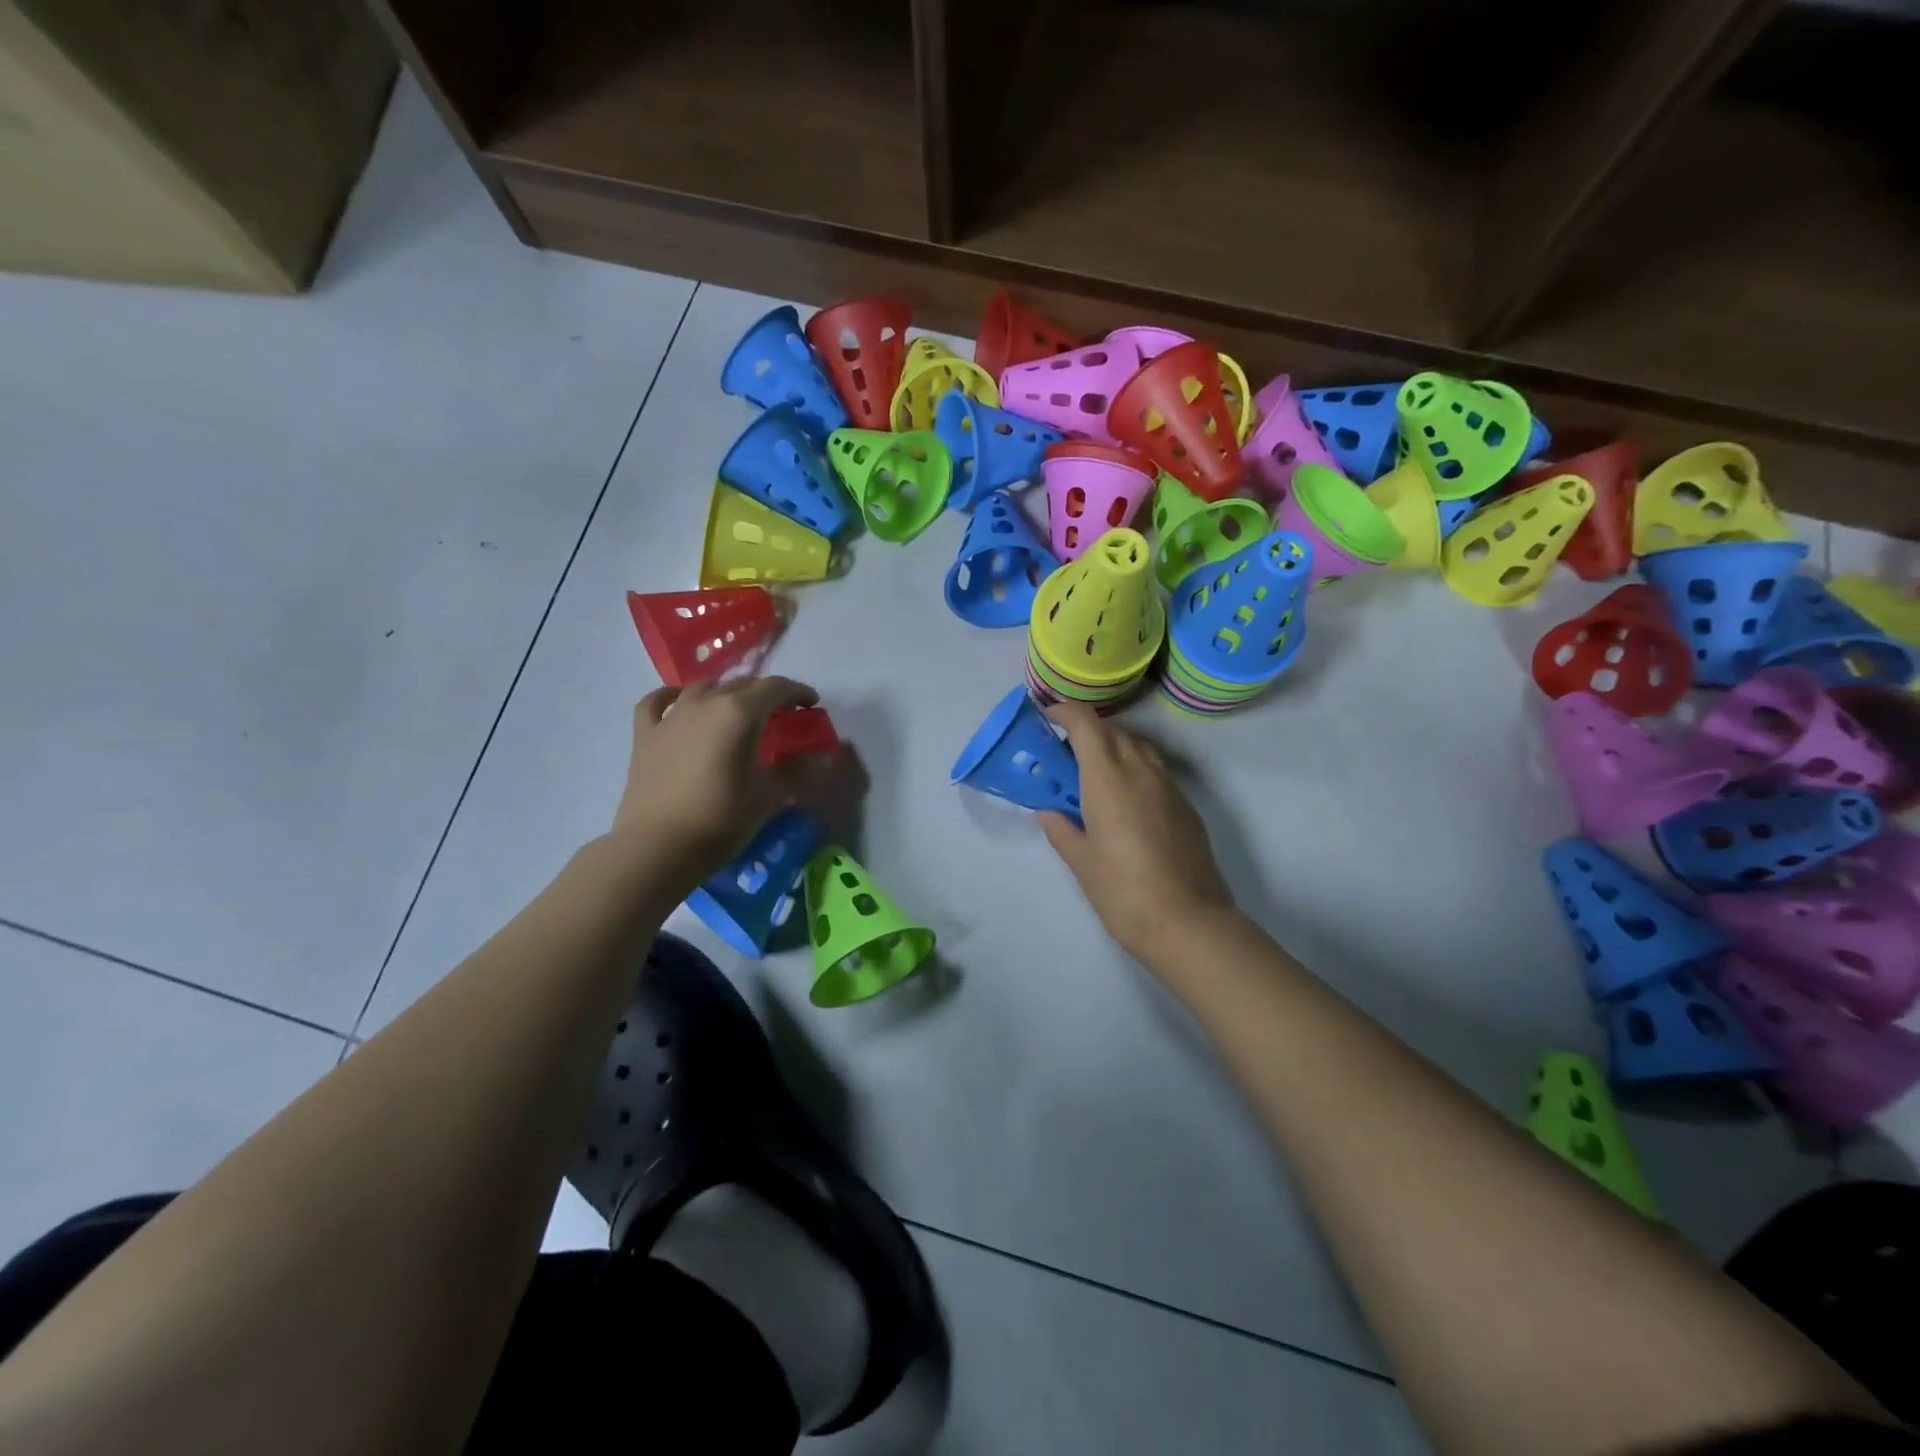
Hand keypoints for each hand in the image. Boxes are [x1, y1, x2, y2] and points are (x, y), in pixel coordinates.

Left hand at [612, 677, 828, 886]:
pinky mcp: (645, 734)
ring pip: (703, 688)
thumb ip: (798, 769)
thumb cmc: (721, 818)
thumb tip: (824, 756)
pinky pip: (658, 702)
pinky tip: (679, 702)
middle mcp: (705, 703)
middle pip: (742, 684)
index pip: (776, 688)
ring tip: (737, 711)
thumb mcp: (769, 795)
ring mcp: (671, 716)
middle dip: (765, 694)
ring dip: (726, 693)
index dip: (797, 692)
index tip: (811, 705)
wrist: (658, 847)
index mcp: (739, 712)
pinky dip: (673, 697)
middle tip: (780, 714)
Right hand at [1037, 703, 1238, 965]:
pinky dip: (1135, 769)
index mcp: (1108, 779)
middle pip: (1113, 730)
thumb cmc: (1123, 892)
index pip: (1086, 724)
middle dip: (1087, 731)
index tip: (1048, 719)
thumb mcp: (1081, 862)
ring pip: (1138, 747)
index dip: (1065, 713)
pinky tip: (1126, 802)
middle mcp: (1141, 771)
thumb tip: (1048, 813)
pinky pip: (1156, 771)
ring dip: (1114, 748)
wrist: (1188, 922)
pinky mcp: (1186, 806)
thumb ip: (1061, 830)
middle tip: (1065, 753)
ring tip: (1095, 775)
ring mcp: (1169, 787)